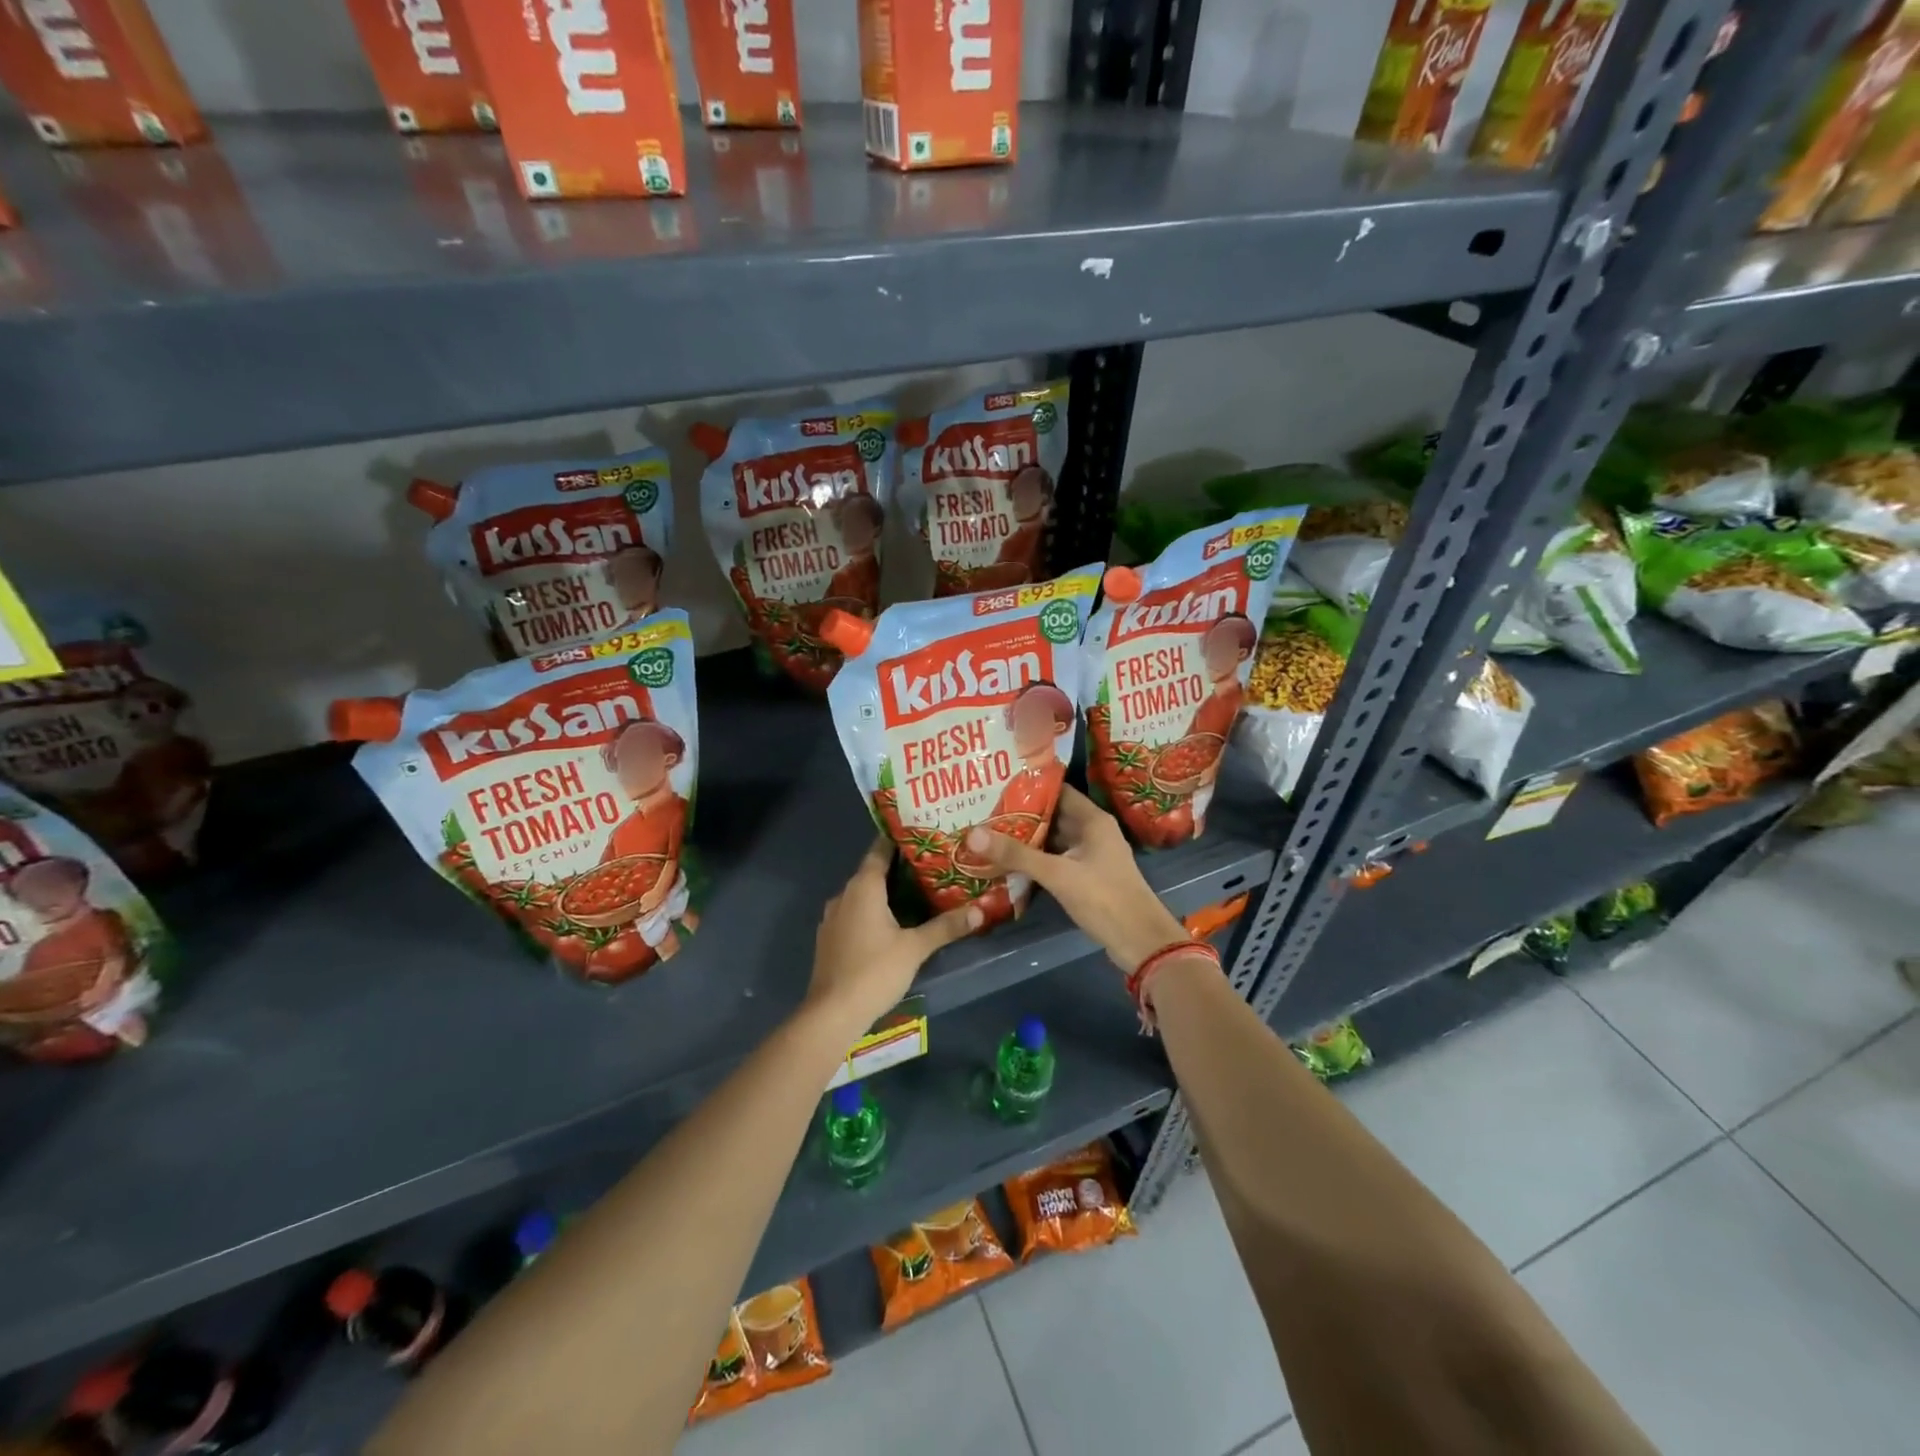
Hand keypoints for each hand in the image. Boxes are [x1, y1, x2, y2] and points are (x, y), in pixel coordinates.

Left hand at [807, 835, 981, 1033]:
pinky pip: (854, 914)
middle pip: (872, 872)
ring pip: (863, 895)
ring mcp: (832, 918)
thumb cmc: (874, 971)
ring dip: (885, 893)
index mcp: (863, 887)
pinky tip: (892, 923)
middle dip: (899, 869)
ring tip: (916, 893)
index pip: (880, 850)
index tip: (921, 833)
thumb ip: (946, 927)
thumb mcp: (915, 948)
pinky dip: (872, 912)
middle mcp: (844, 895)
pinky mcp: (830, 939)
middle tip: (930, 866)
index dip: (899, 840)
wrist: (832, 1014)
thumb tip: (979, 911)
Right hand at [963, 787, 1188, 972]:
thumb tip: (973, 834)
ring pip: (1053, 839)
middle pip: (1053, 815)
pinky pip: (1057, 859)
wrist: (1140, 941)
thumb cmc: (1103, 897)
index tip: (996, 786)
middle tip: (984, 811)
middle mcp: (1093, 832)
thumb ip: (1017, 854)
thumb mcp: (1057, 874)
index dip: (1029, 787)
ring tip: (990, 833)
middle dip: (1022, 815)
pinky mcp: (1087, 877)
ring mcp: (1091, 855)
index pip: (1058, 791)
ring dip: (1028, 838)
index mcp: (1093, 820)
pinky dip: (1036, 859)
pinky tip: (1010, 863)